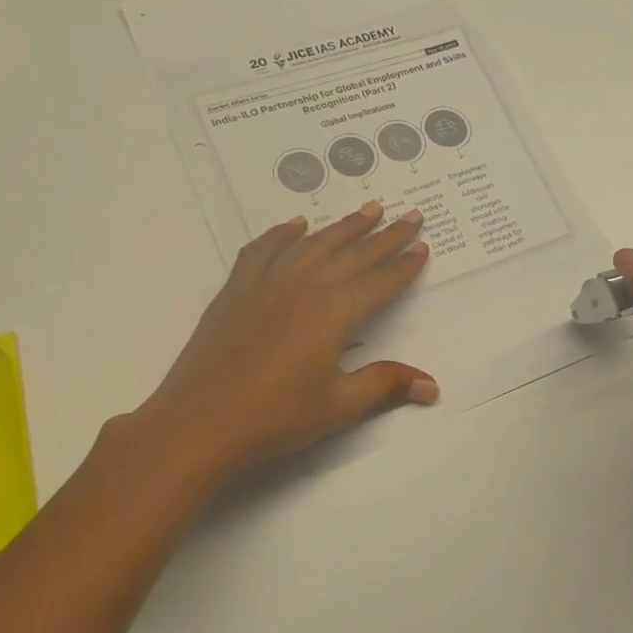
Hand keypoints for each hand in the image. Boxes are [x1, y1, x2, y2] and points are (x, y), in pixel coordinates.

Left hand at [129, 201, 437, 475]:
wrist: (199, 423)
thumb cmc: (276, 417)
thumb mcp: (339, 405)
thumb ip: (386, 385)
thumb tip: (432, 386)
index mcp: (335, 313)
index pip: (381, 282)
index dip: (405, 265)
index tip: (423, 245)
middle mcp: (305, 286)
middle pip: (354, 254)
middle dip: (386, 235)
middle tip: (410, 214)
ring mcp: (268, 283)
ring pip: (314, 244)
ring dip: (344, 226)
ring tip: (368, 209)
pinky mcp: (237, 290)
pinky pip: (264, 249)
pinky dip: (283, 234)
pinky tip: (296, 225)